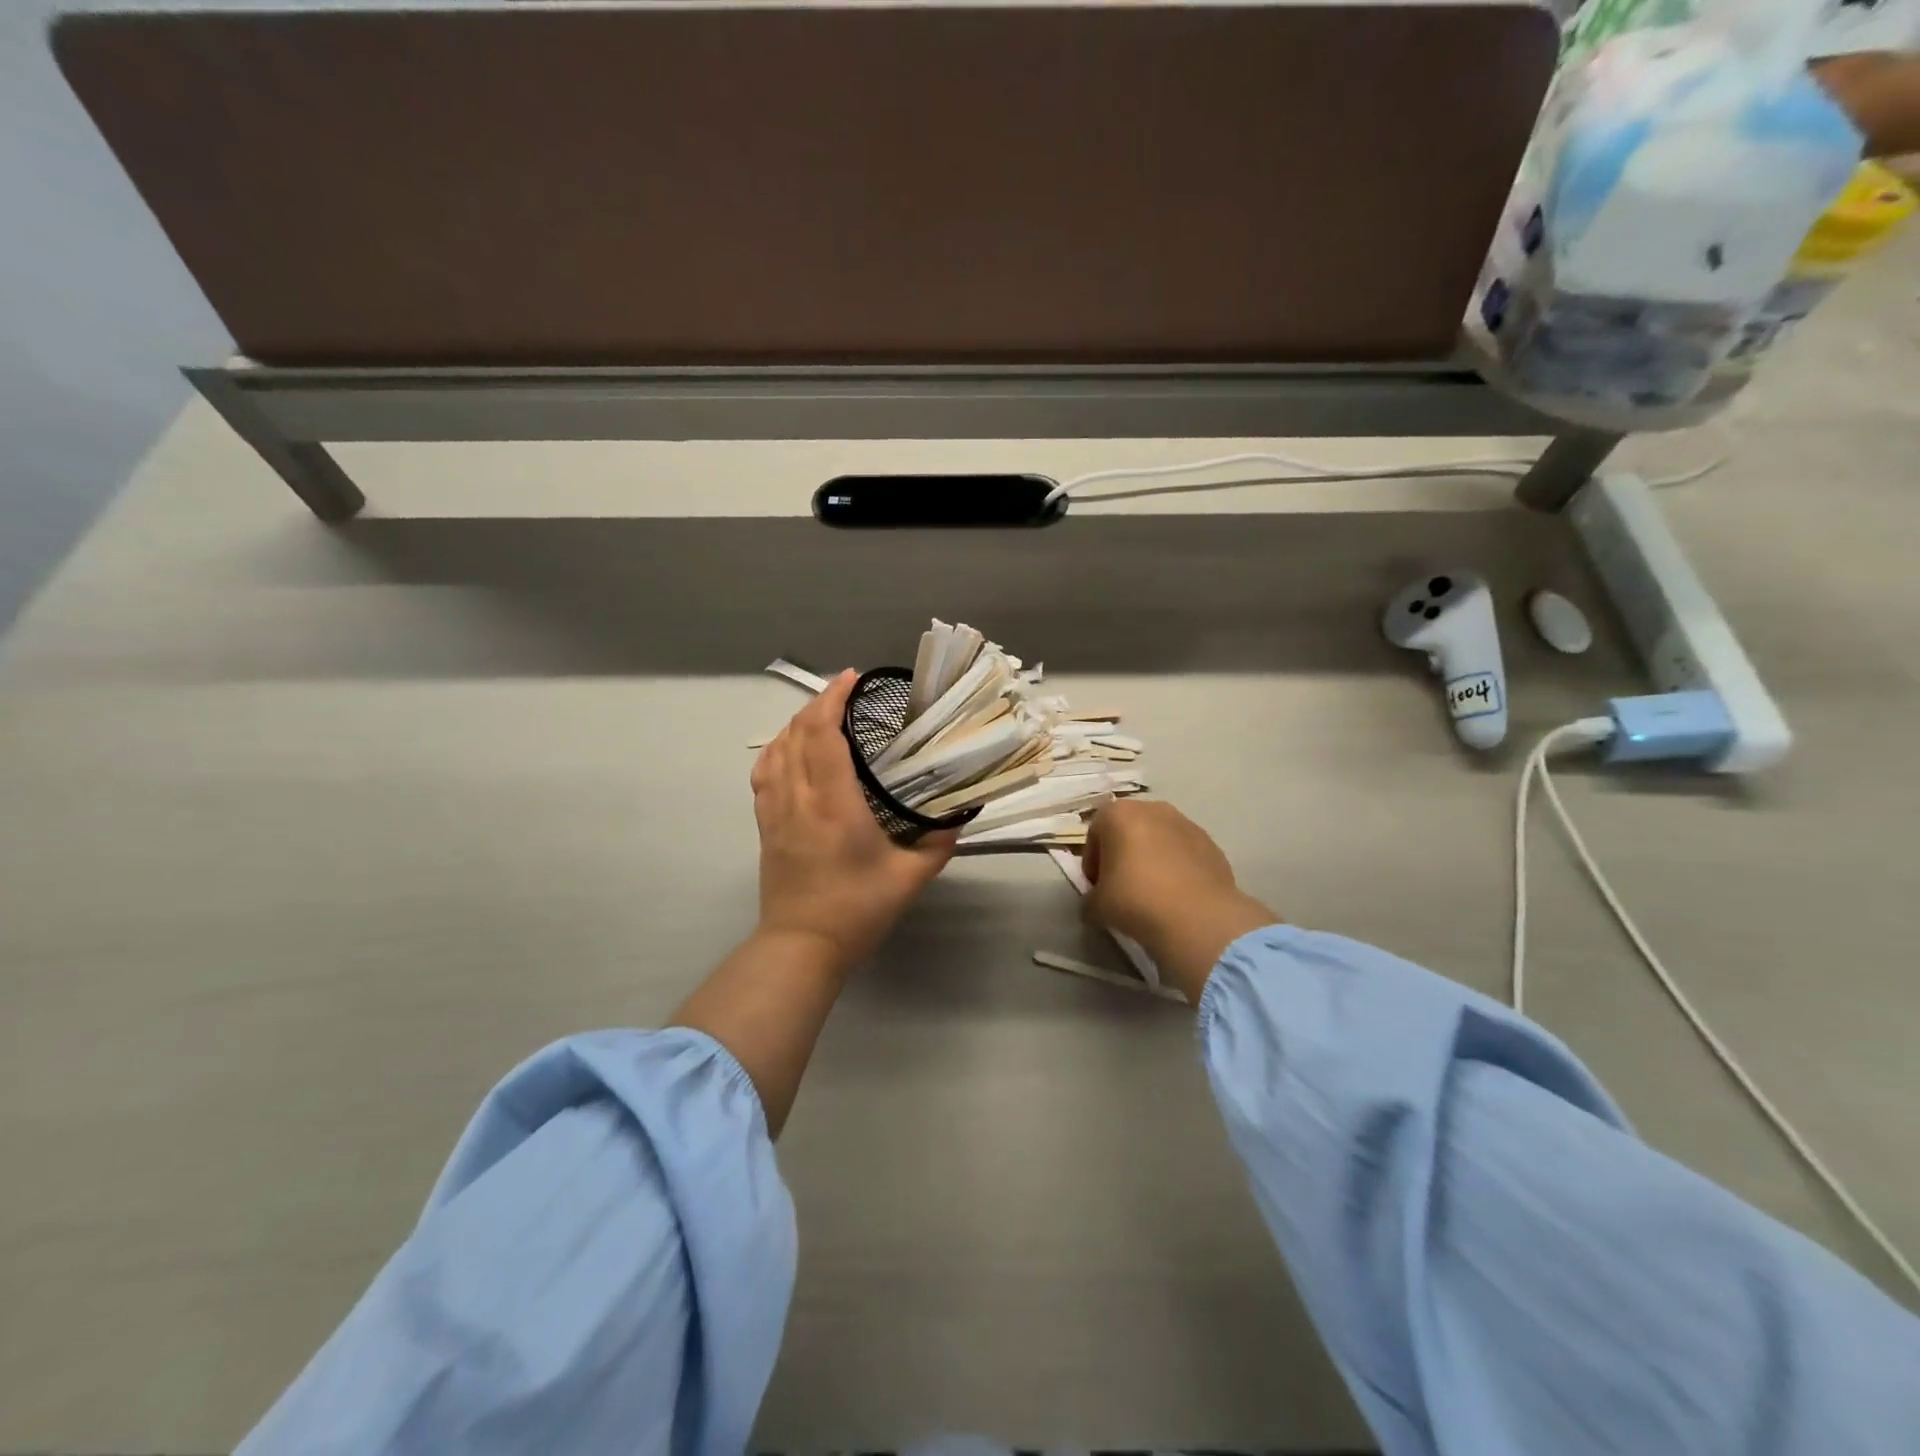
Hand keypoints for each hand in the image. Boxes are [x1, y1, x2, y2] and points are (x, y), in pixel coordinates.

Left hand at [751, 670, 957, 967]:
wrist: (802, 946)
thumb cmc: (857, 910)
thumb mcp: (910, 878)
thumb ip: (938, 844)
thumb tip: (957, 817)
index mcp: (834, 804)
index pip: (824, 735)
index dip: (833, 699)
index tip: (852, 679)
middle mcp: (799, 798)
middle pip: (797, 733)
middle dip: (818, 703)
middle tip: (846, 693)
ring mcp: (776, 811)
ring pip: (776, 749)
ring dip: (797, 723)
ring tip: (821, 714)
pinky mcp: (765, 826)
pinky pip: (764, 773)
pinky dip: (776, 749)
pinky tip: (789, 748)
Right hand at [1083, 800, 1279, 1000]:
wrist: (1198, 917)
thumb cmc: (1136, 900)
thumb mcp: (1096, 905)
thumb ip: (1091, 897)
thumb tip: (1096, 901)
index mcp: (1118, 814)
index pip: (1095, 833)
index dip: (1092, 861)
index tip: (1096, 886)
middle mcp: (1153, 809)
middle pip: (1128, 829)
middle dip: (1122, 854)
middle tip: (1121, 886)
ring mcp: (1186, 823)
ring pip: (1159, 839)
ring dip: (1151, 859)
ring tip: (1152, 892)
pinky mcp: (1211, 844)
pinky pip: (1184, 853)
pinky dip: (1177, 868)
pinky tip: (1177, 896)